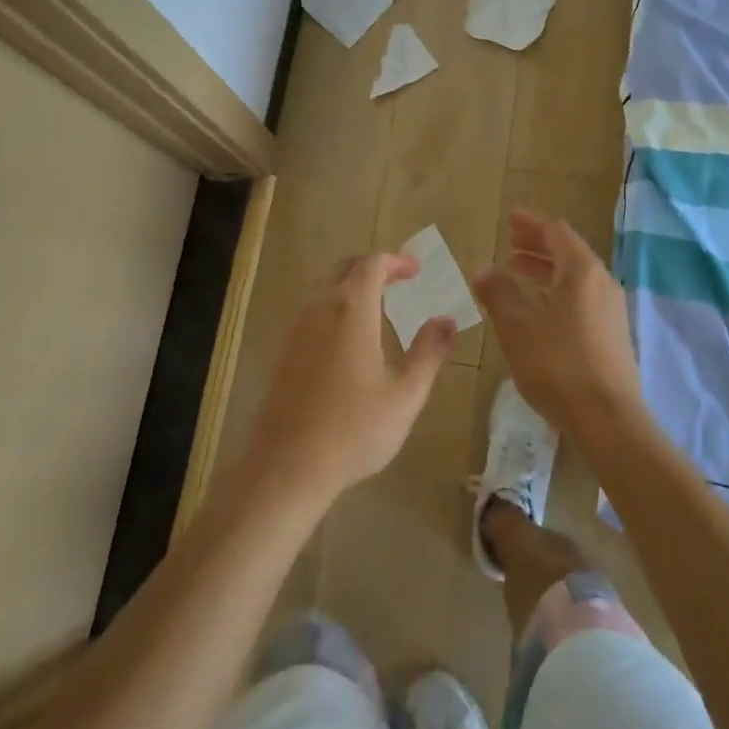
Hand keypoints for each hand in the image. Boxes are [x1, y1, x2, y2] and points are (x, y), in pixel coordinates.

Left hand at [242, 253, 457, 505]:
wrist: (286, 466)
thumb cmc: (354, 428)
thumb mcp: (405, 394)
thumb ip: (429, 352)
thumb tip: (446, 320)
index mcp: (351, 310)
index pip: (371, 264)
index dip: (396, 261)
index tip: (417, 270)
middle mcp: (319, 309)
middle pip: (344, 270)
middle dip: (373, 269)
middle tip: (399, 281)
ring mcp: (295, 331)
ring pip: (324, 291)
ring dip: (351, 289)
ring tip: (377, 308)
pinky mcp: (282, 354)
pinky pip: (311, 314)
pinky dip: (334, 311)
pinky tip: (347, 342)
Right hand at [471, 210, 645, 440]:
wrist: (608, 418)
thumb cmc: (558, 366)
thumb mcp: (517, 328)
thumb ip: (498, 294)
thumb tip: (483, 270)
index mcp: (581, 272)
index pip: (556, 232)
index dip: (531, 223)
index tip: (510, 218)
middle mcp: (601, 282)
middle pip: (568, 251)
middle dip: (537, 243)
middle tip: (510, 240)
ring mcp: (610, 308)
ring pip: (575, 276)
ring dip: (546, 268)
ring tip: (517, 269)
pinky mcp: (612, 332)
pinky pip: (581, 296)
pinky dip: (557, 289)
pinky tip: (539, 306)